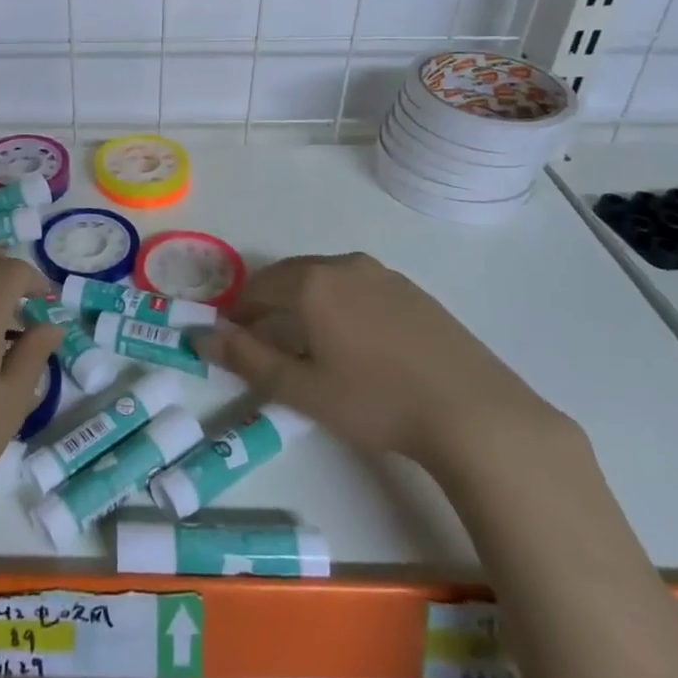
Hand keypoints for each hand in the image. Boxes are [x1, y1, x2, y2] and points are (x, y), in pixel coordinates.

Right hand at [193, 253, 574, 479]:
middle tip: (266, 342)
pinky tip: (356, 341)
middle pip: (290, 276)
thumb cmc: (376, 402)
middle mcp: (344, 265)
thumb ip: (247, 359)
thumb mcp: (302, 389)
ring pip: (326, 279)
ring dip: (305, 302)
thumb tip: (202, 336)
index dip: (238, 312)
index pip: (257, 287)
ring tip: (310, 343)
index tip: (234, 340)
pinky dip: (340, 304)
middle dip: (270, 304)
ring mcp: (383, 275)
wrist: (474, 412)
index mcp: (312, 283)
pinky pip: (359, 287)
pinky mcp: (413, 290)